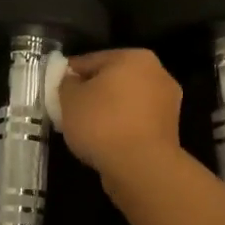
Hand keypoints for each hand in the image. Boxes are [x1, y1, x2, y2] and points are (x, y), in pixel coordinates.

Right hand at [56, 49, 184, 175]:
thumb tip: (72, 81)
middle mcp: (157, 74)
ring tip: (84, 130)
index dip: (69, 74)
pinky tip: (104, 142)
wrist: (141, 167)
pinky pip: (135, 122)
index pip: (92, 60)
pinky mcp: (169, 131)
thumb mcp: (70, 99)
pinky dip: (120, 129)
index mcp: (135, 57)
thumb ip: (67, 83)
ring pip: (125, 102)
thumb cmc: (103, 123)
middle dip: (91, 93)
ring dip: (107, 112)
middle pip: (112, 80)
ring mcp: (167, 103)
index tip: (55, 89)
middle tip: (68, 110)